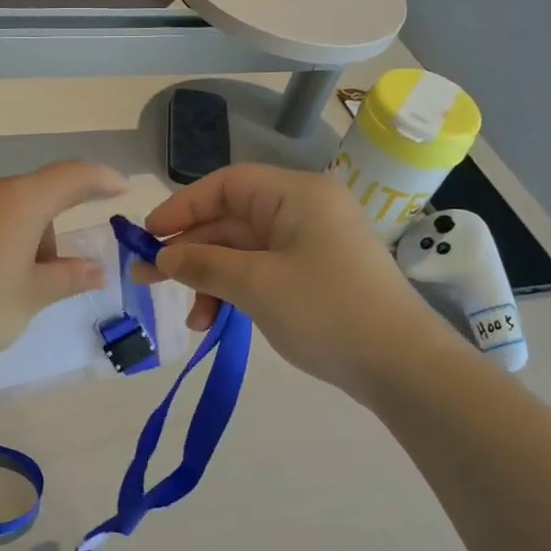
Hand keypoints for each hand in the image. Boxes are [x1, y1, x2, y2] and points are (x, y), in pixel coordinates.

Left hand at [0, 160, 128, 371]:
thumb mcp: (31, 297)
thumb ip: (69, 277)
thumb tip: (97, 269)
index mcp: (18, 201)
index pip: (71, 177)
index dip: (99, 180)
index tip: (118, 187)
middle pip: (28, 202)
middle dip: (41, 235)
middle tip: (36, 281)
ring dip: (4, 237)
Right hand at [138, 163, 452, 398]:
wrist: (403, 366)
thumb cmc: (326, 311)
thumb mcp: (256, 285)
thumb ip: (203, 264)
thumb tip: (162, 256)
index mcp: (296, 195)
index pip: (226, 184)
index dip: (183, 206)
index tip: (148, 235)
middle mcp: (304, 210)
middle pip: (232, 219)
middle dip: (191, 251)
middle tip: (148, 280)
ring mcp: (312, 244)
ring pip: (244, 251)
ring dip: (211, 280)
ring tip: (192, 319)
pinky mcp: (316, 275)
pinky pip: (263, 271)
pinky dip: (236, 291)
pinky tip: (216, 320)